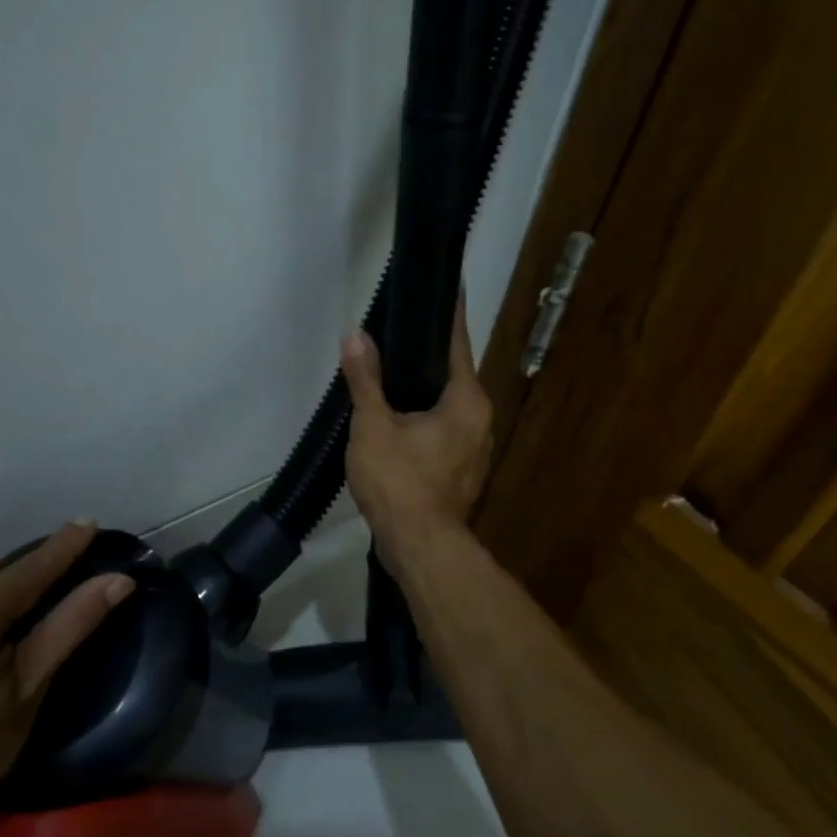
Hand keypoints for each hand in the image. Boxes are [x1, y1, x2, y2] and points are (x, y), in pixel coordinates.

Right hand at [339, 296, 493, 572]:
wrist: (418, 547)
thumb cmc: (400, 480)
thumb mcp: (373, 425)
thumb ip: (365, 379)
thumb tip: (355, 335)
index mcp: (467, 400)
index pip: (457, 344)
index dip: (448, 316)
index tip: (444, 289)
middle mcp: (481, 420)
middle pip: (453, 376)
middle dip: (428, 357)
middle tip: (398, 333)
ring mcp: (475, 450)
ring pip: (448, 407)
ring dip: (424, 393)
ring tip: (391, 375)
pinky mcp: (462, 473)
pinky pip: (443, 433)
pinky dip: (424, 421)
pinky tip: (397, 421)